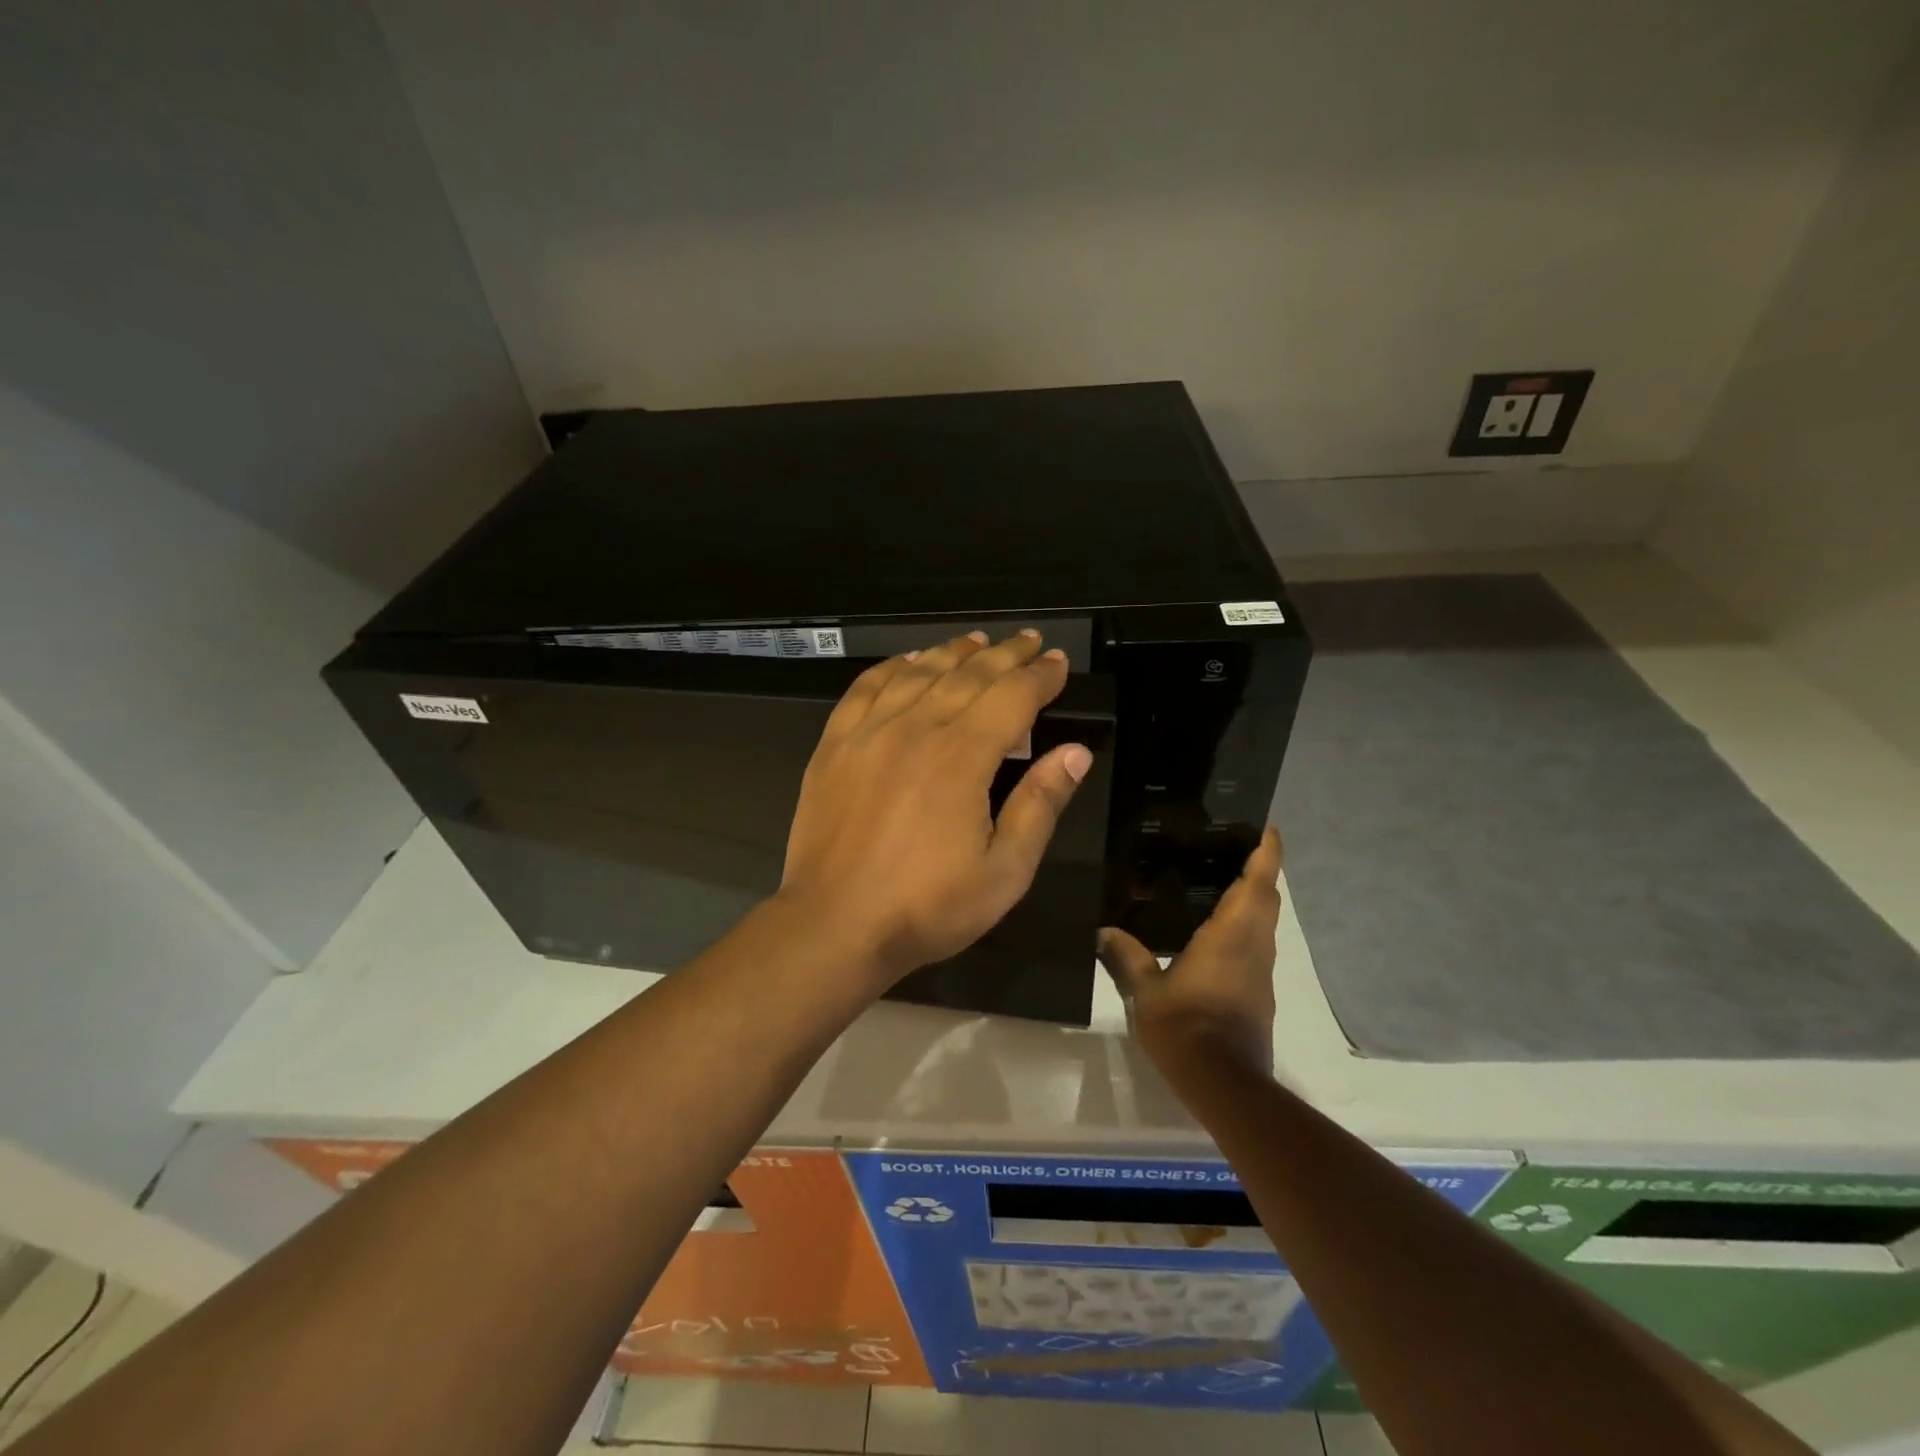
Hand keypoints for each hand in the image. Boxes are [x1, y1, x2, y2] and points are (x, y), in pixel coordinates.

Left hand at [778, 630, 1093, 990]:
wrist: (835, 924)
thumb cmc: (927, 906)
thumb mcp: (1004, 871)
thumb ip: (1040, 805)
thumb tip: (1075, 752)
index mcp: (962, 756)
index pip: (1012, 697)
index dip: (1040, 676)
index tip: (1058, 663)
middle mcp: (916, 728)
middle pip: (969, 674)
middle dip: (1005, 654)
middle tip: (1029, 641)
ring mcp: (869, 732)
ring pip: (919, 672)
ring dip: (953, 651)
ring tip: (977, 641)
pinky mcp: (835, 745)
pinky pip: (866, 688)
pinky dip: (892, 667)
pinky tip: (908, 662)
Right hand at [1098, 827, 1282, 1073]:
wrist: (1224, 1083)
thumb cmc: (1185, 1026)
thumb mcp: (1146, 990)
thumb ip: (1127, 955)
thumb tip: (1103, 930)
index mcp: (1231, 934)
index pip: (1258, 882)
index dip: (1267, 851)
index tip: (1267, 826)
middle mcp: (1253, 946)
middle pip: (1267, 897)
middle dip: (1261, 868)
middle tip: (1237, 845)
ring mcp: (1260, 972)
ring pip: (1265, 922)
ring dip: (1255, 897)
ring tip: (1223, 879)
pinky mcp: (1259, 993)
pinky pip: (1256, 945)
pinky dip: (1245, 925)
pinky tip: (1215, 930)